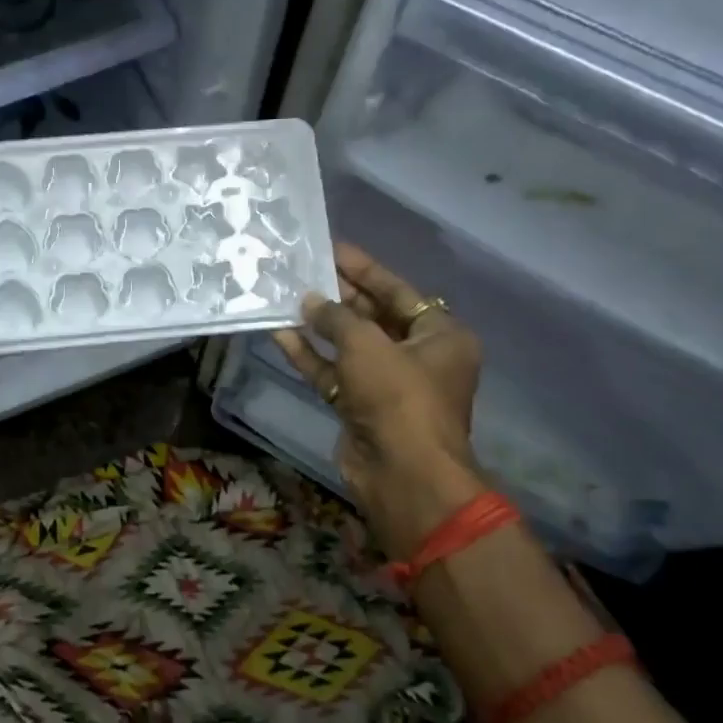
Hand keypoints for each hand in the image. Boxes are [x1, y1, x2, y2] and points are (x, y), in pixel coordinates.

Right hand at [272, 242, 485, 555]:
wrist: (402, 473)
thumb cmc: (398, 396)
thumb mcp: (367, 344)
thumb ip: (336, 316)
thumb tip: (309, 300)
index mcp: (441, 335)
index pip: (398, 291)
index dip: (364, 269)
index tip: (332, 248)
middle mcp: (418, 356)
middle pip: (374, 316)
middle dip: (338, 296)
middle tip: (302, 271)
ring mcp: (388, 384)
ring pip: (349, 346)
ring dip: (320, 326)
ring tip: (287, 297)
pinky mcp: (361, 407)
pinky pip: (334, 373)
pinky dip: (311, 357)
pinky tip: (281, 334)